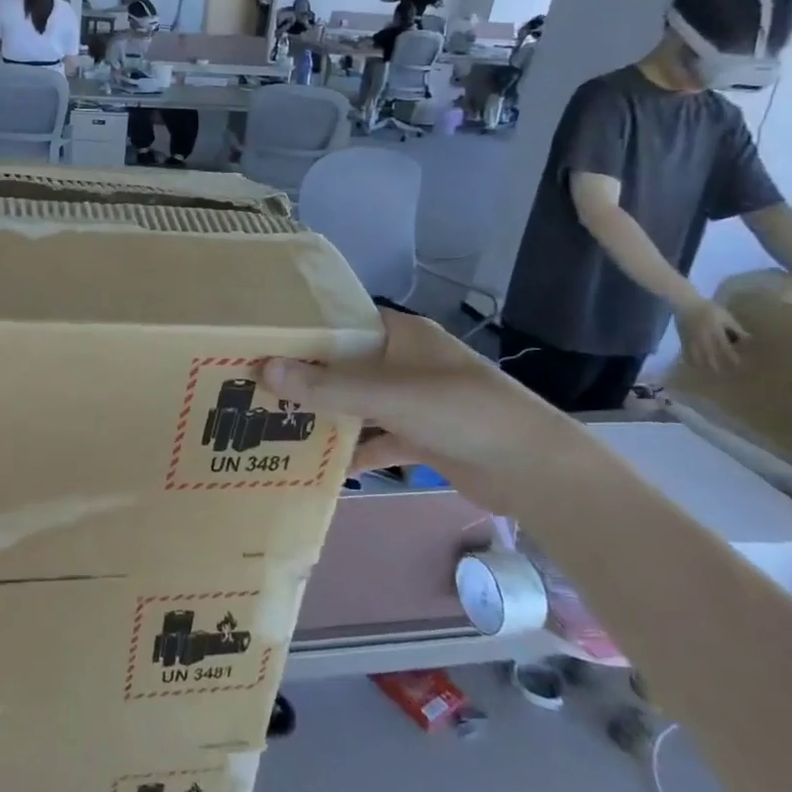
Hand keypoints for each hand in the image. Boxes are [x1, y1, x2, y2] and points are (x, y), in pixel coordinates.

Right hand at [262, 312, 584, 484]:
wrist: (534, 470)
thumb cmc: (462, 412)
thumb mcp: (390, 395)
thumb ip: (329, 385)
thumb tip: (264, 369)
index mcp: (403, 336)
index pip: (344, 322)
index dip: (306, 329)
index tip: (262, 341)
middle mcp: (405, 363)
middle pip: (347, 365)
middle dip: (308, 378)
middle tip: (256, 387)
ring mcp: (414, 401)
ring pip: (358, 404)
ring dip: (327, 415)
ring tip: (277, 424)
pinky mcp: (422, 437)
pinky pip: (377, 440)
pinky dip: (354, 451)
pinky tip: (322, 465)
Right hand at [676, 297, 745, 373]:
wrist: (685, 303)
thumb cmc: (708, 308)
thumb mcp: (725, 315)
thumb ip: (735, 327)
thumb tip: (748, 339)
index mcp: (715, 330)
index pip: (724, 346)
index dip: (731, 356)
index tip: (737, 364)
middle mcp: (703, 337)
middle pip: (709, 353)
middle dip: (714, 363)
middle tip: (720, 372)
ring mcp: (691, 338)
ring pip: (696, 354)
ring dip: (701, 363)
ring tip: (705, 371)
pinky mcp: (683, 338)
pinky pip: (685, 351)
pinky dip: (689, 358)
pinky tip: (692, 364)